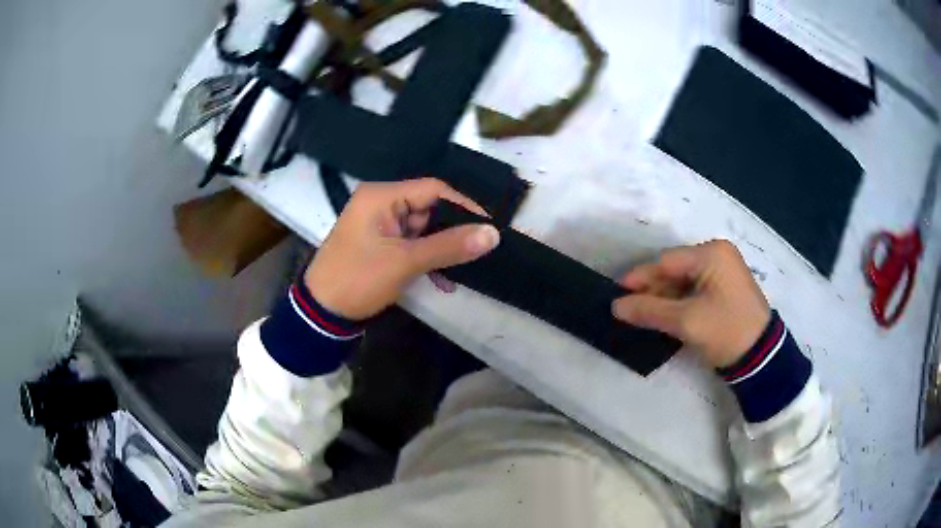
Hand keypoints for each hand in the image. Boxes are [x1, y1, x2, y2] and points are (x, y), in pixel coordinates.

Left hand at [304, 178, 499, 319]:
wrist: (321, 314)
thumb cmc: (358, 279)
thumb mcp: (405, 262)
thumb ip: (449, 246)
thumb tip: (493, 234)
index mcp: (381, 197)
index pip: (433, 189)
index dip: (464, 206)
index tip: (488, 228)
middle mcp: (381, 204)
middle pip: (429, 208)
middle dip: (452, 232)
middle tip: (478, 251)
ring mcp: (380, 225)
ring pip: (423, 229)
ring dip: (441, 249)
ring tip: (463, 269)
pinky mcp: (380, 244)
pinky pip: (412, 244)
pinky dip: (427, 258)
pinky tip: (443, 279)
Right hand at [612, 240, 770, 367]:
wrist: (762, 356)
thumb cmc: (726, 330)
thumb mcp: (686, 321)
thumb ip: (650, 310)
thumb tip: (616, 307)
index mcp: (712, 254)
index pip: (666, 262)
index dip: (640, 278)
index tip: (617, 295)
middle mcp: (717, 256)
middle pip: (674, 270)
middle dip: (652, 290)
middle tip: (627, 309)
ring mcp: (723, 272)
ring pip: (683, 282)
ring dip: (663, 299)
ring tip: (642, 316)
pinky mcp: (724, 290)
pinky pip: (694, 291)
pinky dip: (678, 304)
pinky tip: (663, 317)